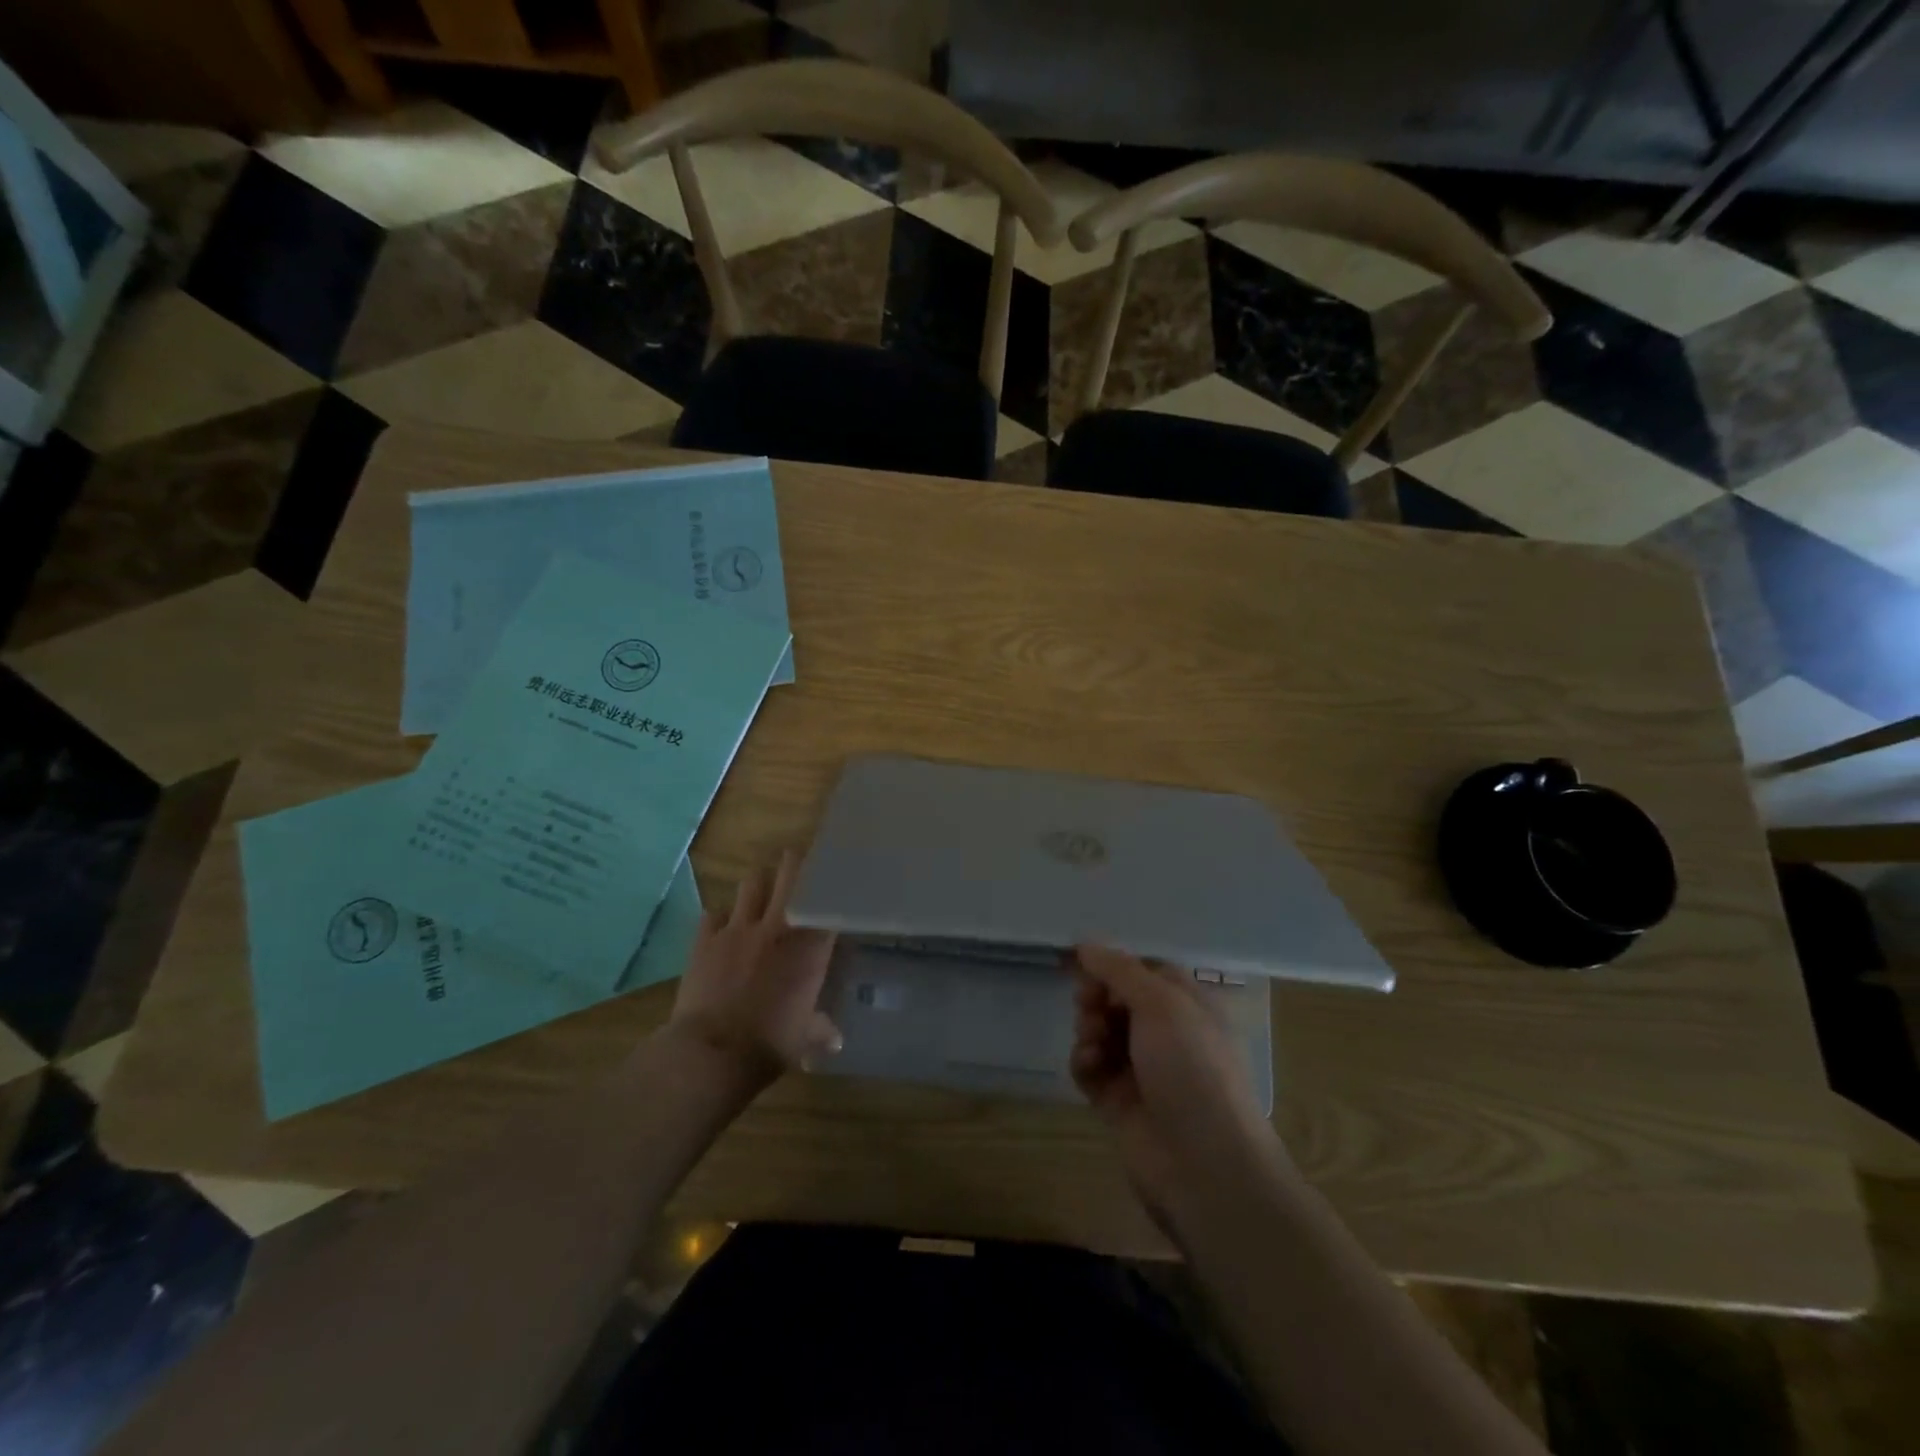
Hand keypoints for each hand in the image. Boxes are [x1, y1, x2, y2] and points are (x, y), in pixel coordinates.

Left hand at [666, 854, 841, 1087]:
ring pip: (751, 884)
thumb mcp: (804, 1038)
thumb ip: (821, 1030)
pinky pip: (713, 914)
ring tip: (760, 891)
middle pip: (789, 874)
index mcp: (810, 947)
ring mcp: (738, 928)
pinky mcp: (704, 939)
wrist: (712, 1053)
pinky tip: (722, 927)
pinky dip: (720, 917)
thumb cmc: (770, 1044)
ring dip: (758, 885)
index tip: (834, 880)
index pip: (827, 900)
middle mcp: (778, 926)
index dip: (831, 886)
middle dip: (794, 862)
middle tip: (796, 861)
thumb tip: (836, 1040)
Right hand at [1070, 944, 1286, 1220]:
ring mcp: (1142, 1069)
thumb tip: (1086, 943)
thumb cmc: (1192, 1069)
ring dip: (1088, 1028)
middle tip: (1088, 1004)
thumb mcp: (1161, 1004)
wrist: (1204, 1166)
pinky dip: (1084, 1062)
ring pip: (1100, 1031)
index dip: (1113, 965)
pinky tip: (1089, 1067)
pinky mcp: (1119, 1102)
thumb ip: (1119, 970)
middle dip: (1096, 997)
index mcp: (1187, 1005)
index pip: (1144, 970)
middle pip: (1116, 999)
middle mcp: (1166, 1033)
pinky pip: (1091, 1068)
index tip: (1083, 962)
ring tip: (1092, 1042)